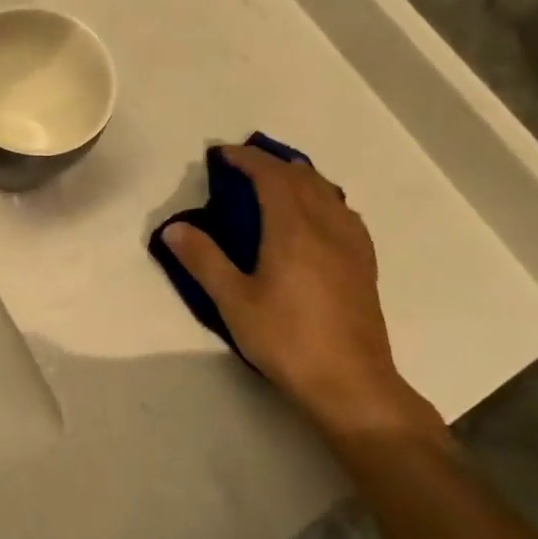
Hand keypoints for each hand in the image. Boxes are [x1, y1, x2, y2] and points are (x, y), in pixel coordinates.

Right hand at [164, 145, 429, 435]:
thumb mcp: (234, 302)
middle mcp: (325, 225)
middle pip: (300, 177)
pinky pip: (343, 212)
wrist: (352, 384)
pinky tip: (316, 215)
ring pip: (326, 191)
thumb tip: (173, 228)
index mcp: (292, 228)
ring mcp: (350, 243)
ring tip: (276, 181)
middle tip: (241, 166)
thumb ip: (203, 260)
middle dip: (270, 163)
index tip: (221, 154)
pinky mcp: (364, 263)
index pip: (270, 175)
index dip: (246, 158)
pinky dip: (323, 198)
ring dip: (298, 177)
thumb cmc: (287, 340)